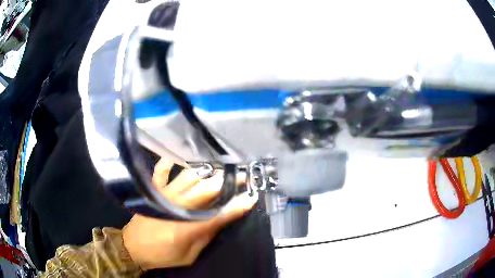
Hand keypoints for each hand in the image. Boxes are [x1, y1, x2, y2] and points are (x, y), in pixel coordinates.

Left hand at [122, 159, 255, 270]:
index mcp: (186, 227)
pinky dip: (169, 163)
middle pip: (206, 189)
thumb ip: (206, 236)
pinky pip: (161, 172)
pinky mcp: (153, 191)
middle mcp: (175, 206)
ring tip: (223, 165)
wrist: (133, 248)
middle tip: (243, 175)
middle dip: (228, 182)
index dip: (236, 206)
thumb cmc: (163, 254)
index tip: (251, 197)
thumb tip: (222, 219)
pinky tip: (177, 157)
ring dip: (207, 170)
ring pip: (189, 177)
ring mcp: (163, 195)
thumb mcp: (189, 255)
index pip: (217, 214)